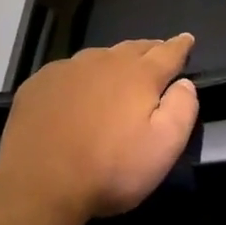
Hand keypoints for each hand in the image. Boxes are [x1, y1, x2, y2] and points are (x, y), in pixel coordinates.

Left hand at [0, 34, 199, 221]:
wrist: (38, 184)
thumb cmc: (110, 169)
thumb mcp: (164, 147)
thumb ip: (182, 109)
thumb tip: (184, 83)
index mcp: (138, 75)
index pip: (168, 52)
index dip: (180, 46)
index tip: (187, 39)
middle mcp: (104, 62)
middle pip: (133, 48)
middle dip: (149, 50)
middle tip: (157, 53)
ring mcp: (67, 70)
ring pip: (99, 57)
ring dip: (113, 62)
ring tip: (118, 72)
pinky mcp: (39, 84)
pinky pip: (67, 72)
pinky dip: (79, 77)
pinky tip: (76, 93)